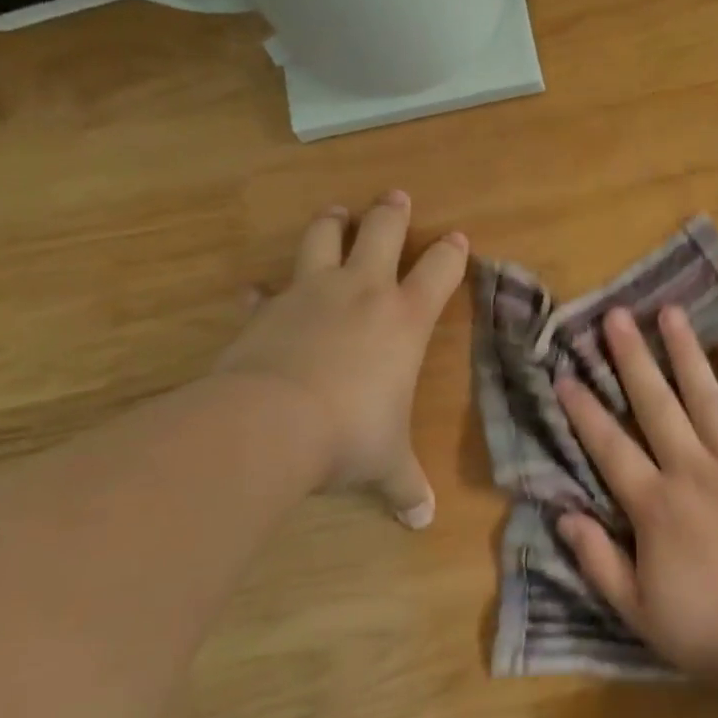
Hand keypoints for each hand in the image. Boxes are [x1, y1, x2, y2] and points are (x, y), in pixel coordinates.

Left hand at [215, 192, 466, 526]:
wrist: (270, 423)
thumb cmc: (349, 434)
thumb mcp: (385, 464)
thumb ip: (405, 486)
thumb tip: (423, 521)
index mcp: (405, 318)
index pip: (440, 270)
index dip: (452, 253)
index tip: (458, 239)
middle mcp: (364, 292)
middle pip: (383, 231)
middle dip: (392, 212)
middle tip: (396, 196)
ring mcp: (312, 293)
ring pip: (325, 239)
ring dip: (333, 223)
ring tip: (337, 213)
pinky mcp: (268, 309)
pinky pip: (268, 291)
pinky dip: (266, 290)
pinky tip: (259, 292)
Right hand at [555, 305, 717, 686]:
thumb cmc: (712, 630)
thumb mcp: (640, 613)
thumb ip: (599, 562)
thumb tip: (563, 515)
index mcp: (656, 507)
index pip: (610, 448)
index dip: (585, 411)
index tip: (565, 375)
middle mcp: (693, 470)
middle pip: (656, 404)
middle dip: (632, 357)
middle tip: (615, 316)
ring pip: (705, 395)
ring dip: (685, 351)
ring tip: (669, 312)